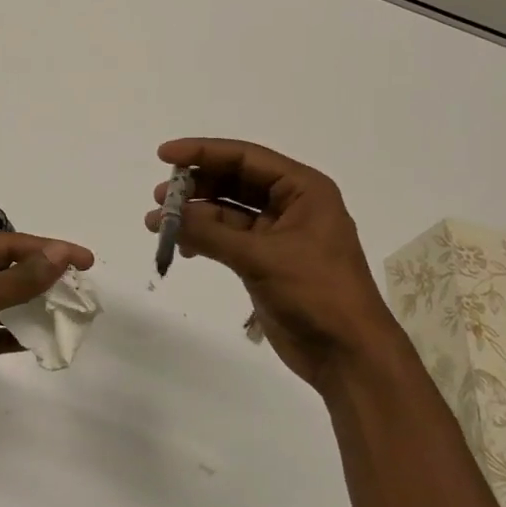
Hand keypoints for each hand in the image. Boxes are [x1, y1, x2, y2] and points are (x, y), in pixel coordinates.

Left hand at [0, 230, 93, 437]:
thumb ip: (19, 278)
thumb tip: (61, 255)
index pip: (7, 243)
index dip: (48, 250)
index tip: (86, 260)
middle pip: (4, 271)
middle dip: (40, 280)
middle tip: (80, 291)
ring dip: (30, 308)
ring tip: (68, 315)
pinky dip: (14, 336)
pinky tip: (41, 341)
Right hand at [146, 138, 408, 400]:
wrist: (348, 354)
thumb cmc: (317, 293)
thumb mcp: (261, 257)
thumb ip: (211, 233)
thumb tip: (166, 216)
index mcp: (303, 190)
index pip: (245, 158)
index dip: (203, 152)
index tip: (164, 154)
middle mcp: (291, 204)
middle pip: (234, 181)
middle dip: (195, 186)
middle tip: (159, 197)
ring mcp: (278, 234)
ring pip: (227, 212)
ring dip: (194, 215)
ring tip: (158, 223)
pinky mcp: (265, 262)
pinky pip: (227, 239)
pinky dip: (204, 239)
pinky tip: (181, 247)